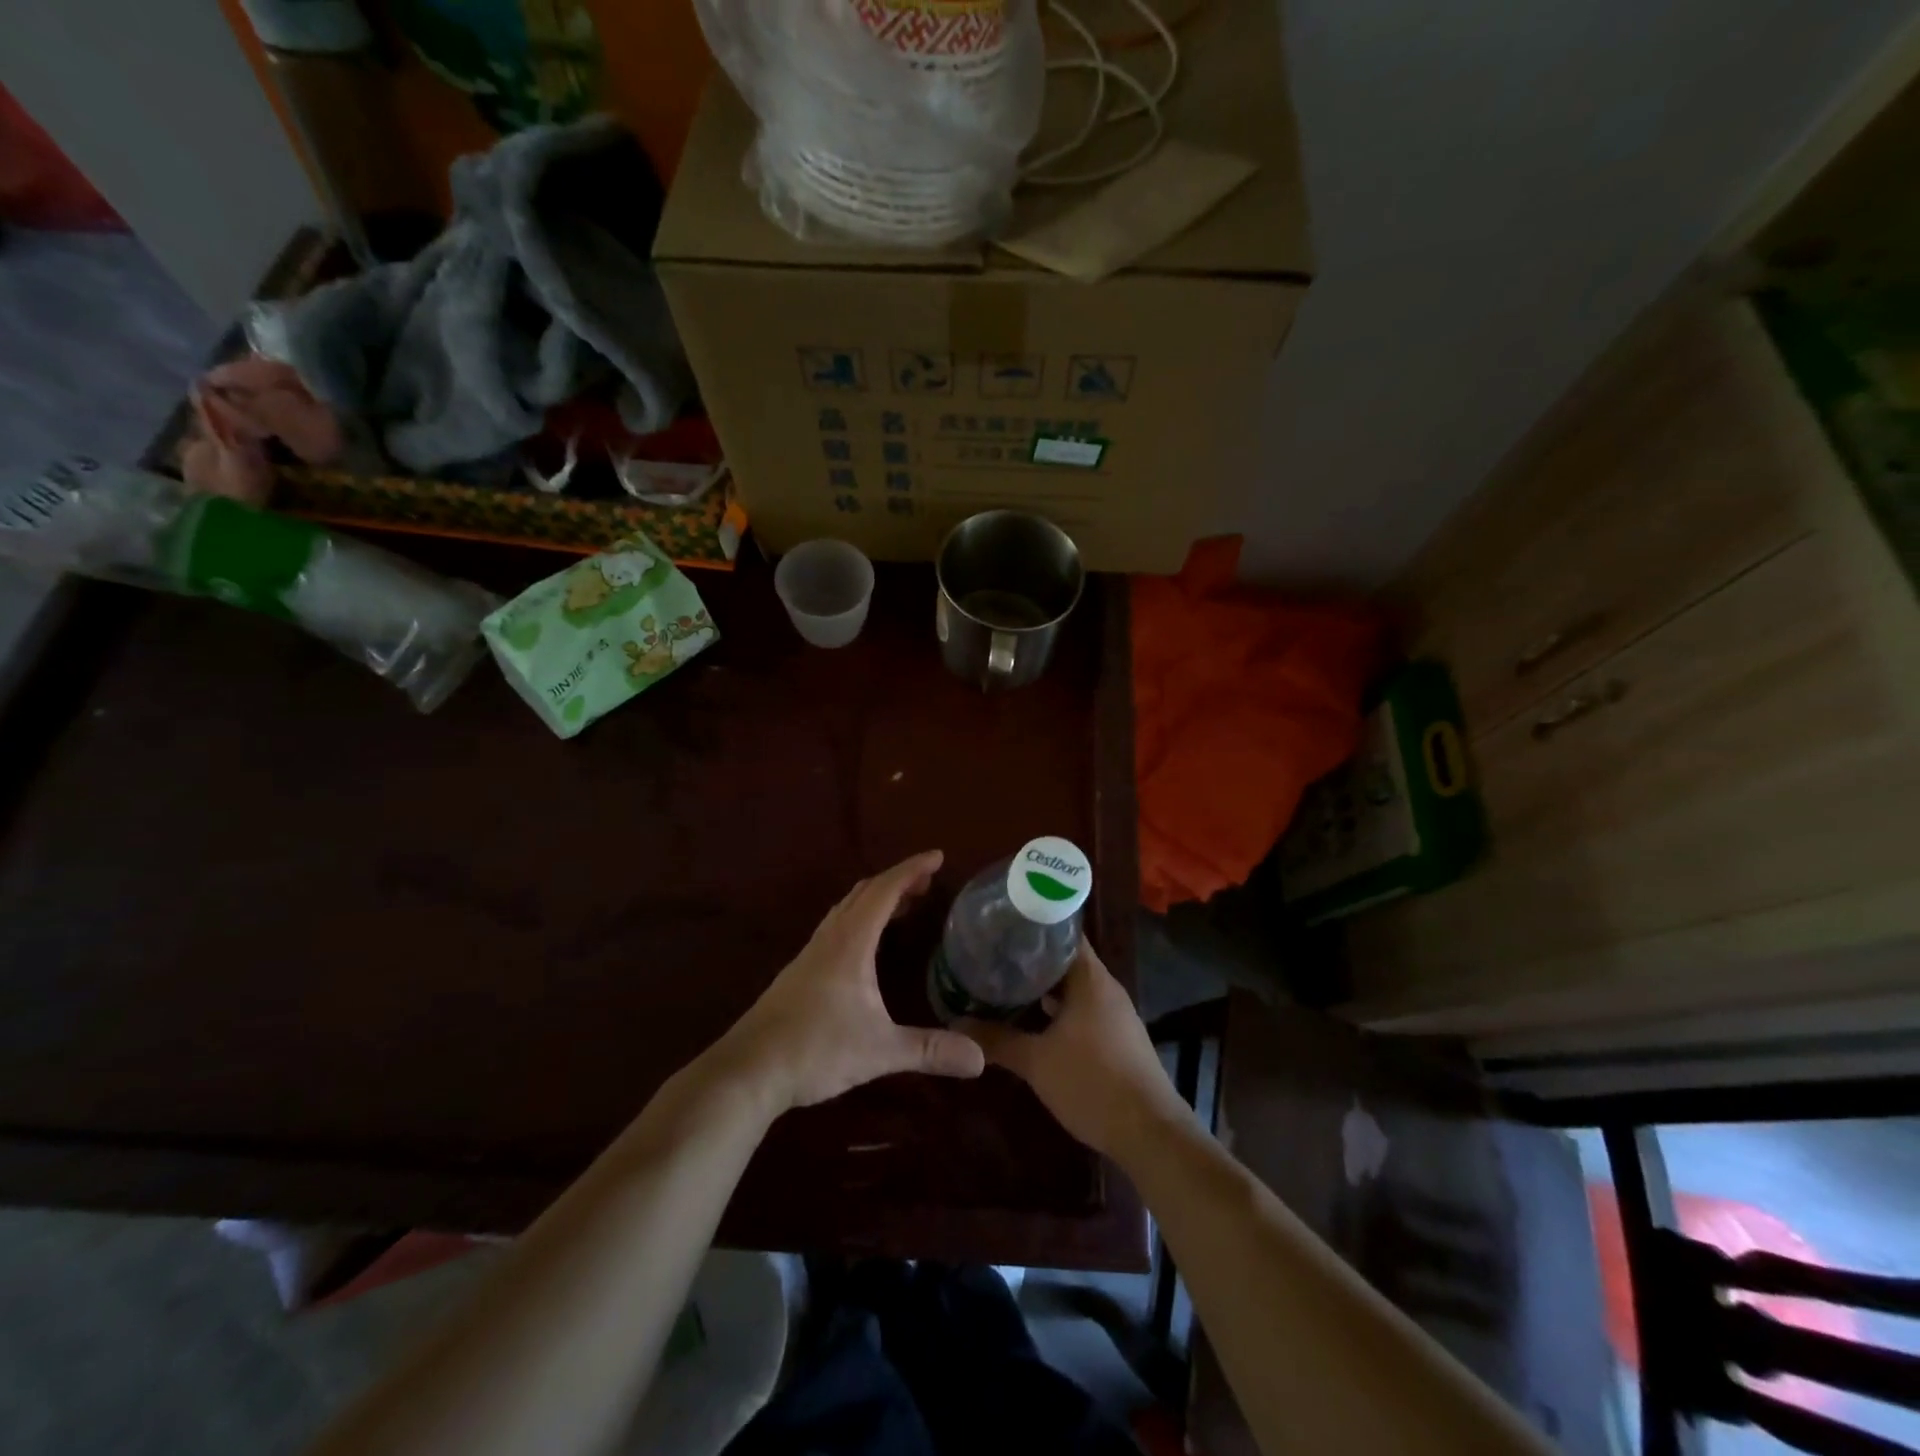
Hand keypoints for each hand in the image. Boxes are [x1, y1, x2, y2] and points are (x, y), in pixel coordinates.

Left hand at [716, 850, 985, 1114]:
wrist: (748, 1070)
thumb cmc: (816, 1049)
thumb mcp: (880, 1050)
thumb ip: (930, 1050)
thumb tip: (981, 1059)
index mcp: (850, 941)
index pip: (885, 890)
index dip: (912, 869)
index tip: (938, 856)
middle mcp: (830, 937)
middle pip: (864, 892)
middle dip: (898, 881)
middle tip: (927, 882)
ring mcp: (811, 954)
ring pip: (847, 909)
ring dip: (876, 899)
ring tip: (904, 906)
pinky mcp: (800, 973)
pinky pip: (836, 927)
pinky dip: (860, 919)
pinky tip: (867, 947)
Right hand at [962, 942, 1187, 1159]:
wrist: (1149, 1133)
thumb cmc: (1092, 1083)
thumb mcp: (1037, 1062)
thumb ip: (997, 1039)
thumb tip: (956, 1023)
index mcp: (1090, 978)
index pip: (1061, 933)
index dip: (1031, 926)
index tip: (1000, 926)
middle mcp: (1105, 988)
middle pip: (1065, 960)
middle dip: (1029, 960)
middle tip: (991, 957)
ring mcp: (1114, 1014)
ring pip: (1072, 988)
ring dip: (1042, 988)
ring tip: (1003, 986)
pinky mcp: (1116, 1038)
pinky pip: (1081, 1010)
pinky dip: (1057, 1010)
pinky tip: (1031, 1022)